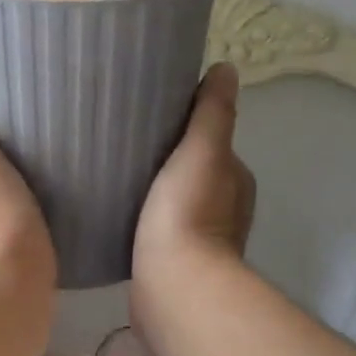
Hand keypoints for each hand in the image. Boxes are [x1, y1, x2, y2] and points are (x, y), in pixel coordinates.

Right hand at [133, 63, 254, 279]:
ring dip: (157, 192)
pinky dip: (147, 220)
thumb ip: (213, 112)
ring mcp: (202, 241)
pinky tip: (123, 215)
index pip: (212, 142)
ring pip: (176, 203)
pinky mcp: (176, 264)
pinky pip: (160, 230)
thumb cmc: (188, 212)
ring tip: (120, 178)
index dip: (187, 129)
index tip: (153, 119)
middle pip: (193, 173)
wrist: (175, 286)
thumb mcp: (203, 151)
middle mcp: (226, 210)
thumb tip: (227, 69)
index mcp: (236, 180)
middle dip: (168, 161)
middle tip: (128, 146)